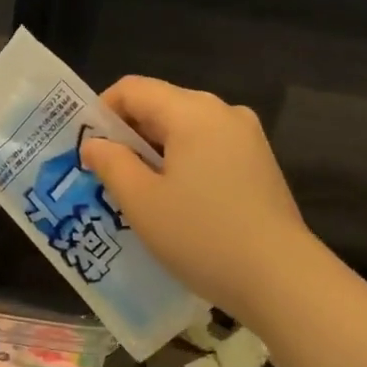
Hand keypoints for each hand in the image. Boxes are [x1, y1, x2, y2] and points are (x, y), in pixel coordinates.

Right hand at [80, 77, 308, 318]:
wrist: (280, 277)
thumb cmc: (202, 236)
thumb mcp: (142, 202)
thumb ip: (112, 164)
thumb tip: (96, 144)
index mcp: (192, 111)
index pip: (133, 89)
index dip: (101, 112)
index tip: (86, 149)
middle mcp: (224, 112)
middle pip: (162, 106)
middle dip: (128, 136)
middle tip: (105, 176)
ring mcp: (248, 138)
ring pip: (187, 130)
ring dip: (156, 153)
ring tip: (138, 194)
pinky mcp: (260, 164)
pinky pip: (210, 150)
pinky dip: (184, 165)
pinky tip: (177, 204)